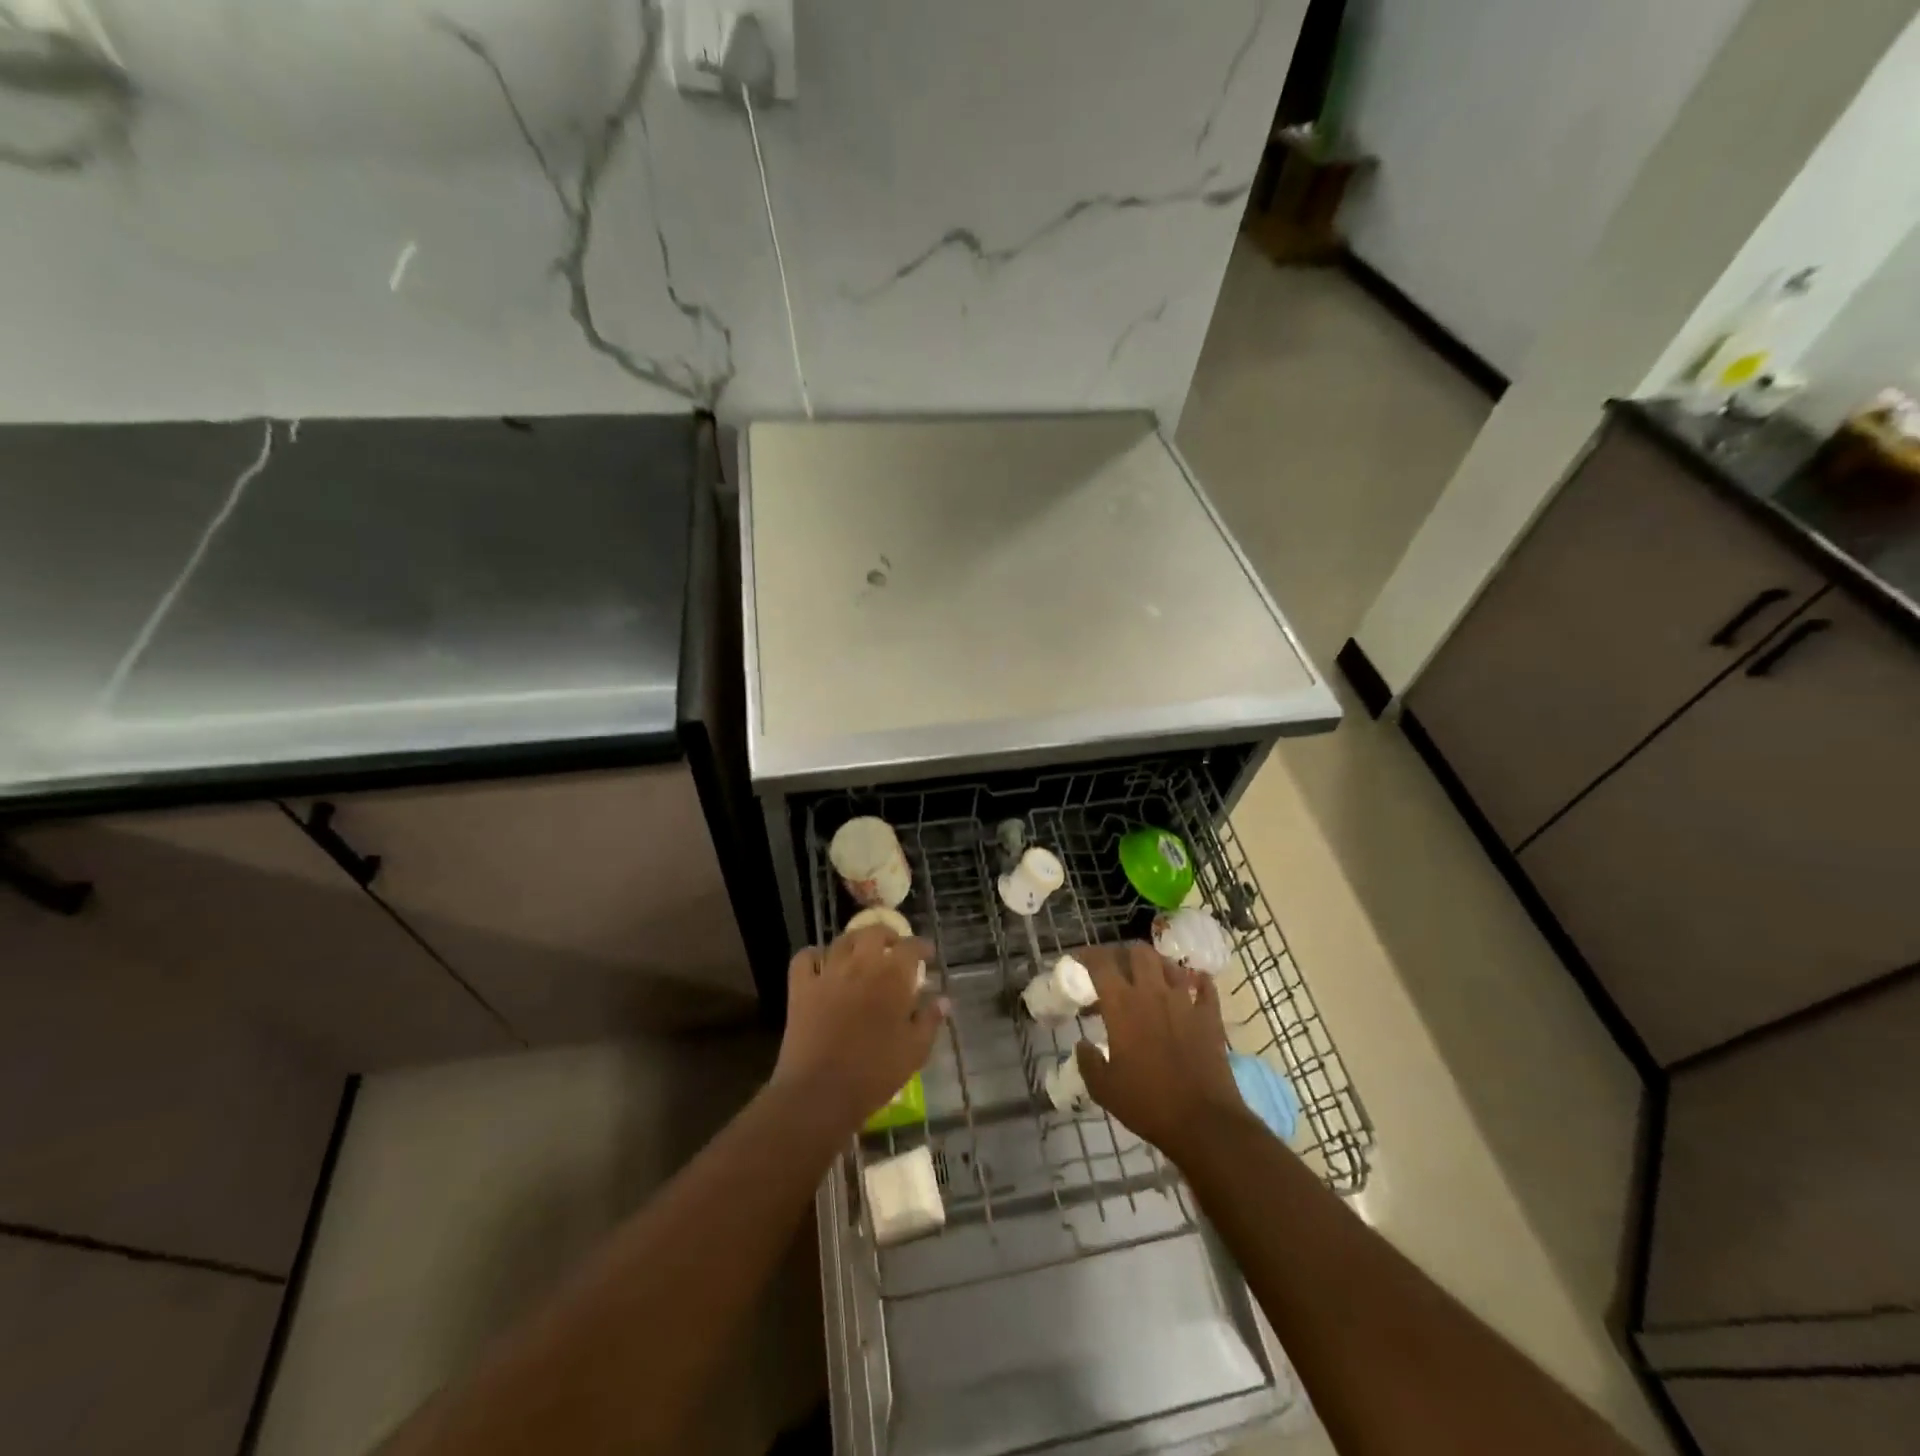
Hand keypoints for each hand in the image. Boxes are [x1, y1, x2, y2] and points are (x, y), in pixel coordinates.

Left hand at [772, 927, 946, 1135]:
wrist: (820, 1093)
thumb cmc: (874, 1074)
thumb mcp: (915, 1051)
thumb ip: (930, 1020)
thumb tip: (943, 1000)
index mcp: (892, 977)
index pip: (911, 947)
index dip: (921, 947)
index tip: (927, 955)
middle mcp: (860, 965)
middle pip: (874, 933)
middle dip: (888, 936)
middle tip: (894, 949)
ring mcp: (828, 973)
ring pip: (842, 940)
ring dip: (855, 942)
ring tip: (861, 953)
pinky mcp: (801, 987)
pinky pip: (805, 958)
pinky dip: (814, 955)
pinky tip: (821, 964)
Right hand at [1073, 942, 1250, 1161]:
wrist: (1203, 1122)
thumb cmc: (1147, 1103)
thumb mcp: (1104, 1089)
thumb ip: (1088, 1062)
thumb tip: (1082, 1044)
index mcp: (1122, 1006)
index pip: (1101, 963)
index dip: (1088, 955)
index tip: (1080, 960)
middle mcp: (1152, 993)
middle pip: (1138, 952)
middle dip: (1124, 954)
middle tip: (1117, 969)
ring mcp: (1184, 1001)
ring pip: (1169, 964)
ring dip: (1156, 965)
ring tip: (1150, 977)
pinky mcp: (1209, 1016)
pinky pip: (1205, 986)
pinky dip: (1197, 981)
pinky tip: (1191, 986)